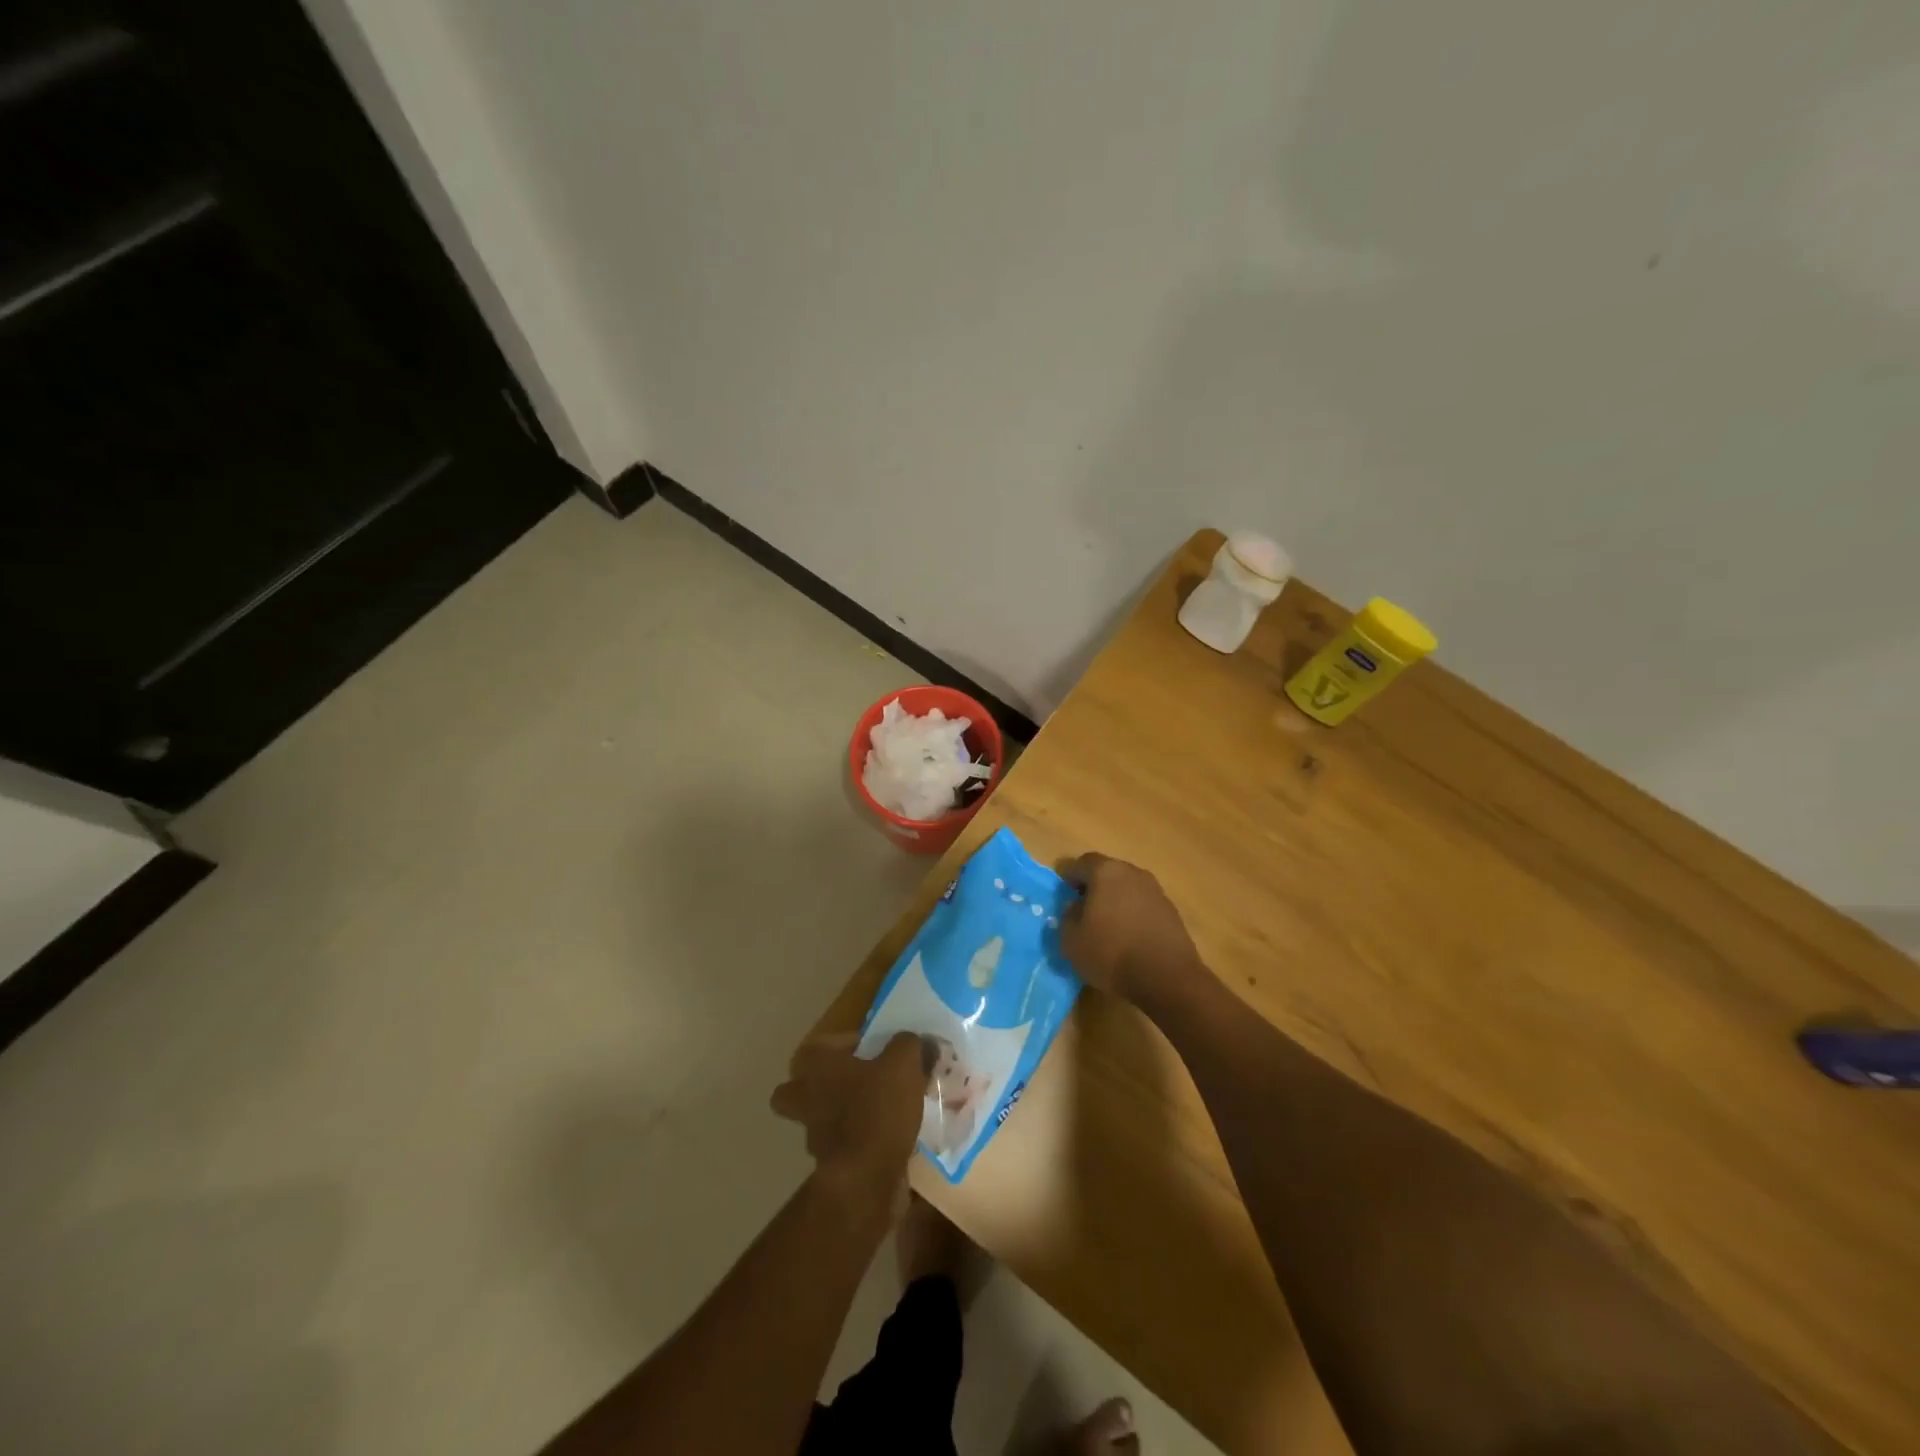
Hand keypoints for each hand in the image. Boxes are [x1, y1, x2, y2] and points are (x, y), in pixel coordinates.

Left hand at [772, 1032, 928, 1204]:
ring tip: (881, 1111)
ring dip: (843, 1115)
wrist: (866, 1178)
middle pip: (796, 1089)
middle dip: (819, 1085)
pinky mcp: (831, 1166)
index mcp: (817, 1067)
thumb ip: (909, 1045)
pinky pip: (844, 1146)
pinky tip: (888, 1138)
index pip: (817, 1046)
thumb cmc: (877, 1108)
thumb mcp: (903, 1063)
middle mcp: (806, 1099)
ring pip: (820, 1119)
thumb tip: (918, 1041)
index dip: (842, 1043)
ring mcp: (815, 1135)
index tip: (871, 1048)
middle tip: (855, 1082)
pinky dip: (861, 1142)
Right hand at [1059, 852, 1204, 1004]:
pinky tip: (1128, 938)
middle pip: (1107, 873)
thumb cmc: (1110, 952)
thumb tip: (1076, 906)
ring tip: (1106, 926)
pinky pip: (1143, 907)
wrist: (1167, 978)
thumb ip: (1068, 916)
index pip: (1081, 863)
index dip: (1069, 876)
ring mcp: (1156, 892)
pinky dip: (1133, 916)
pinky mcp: (1172, 913)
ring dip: (1115, 901)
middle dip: (1094, 887)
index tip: (1063, 892)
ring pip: (1127, 889)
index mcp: (1106, 872)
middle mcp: (1133, 873)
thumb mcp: (1071, 939)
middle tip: (1082, 908)